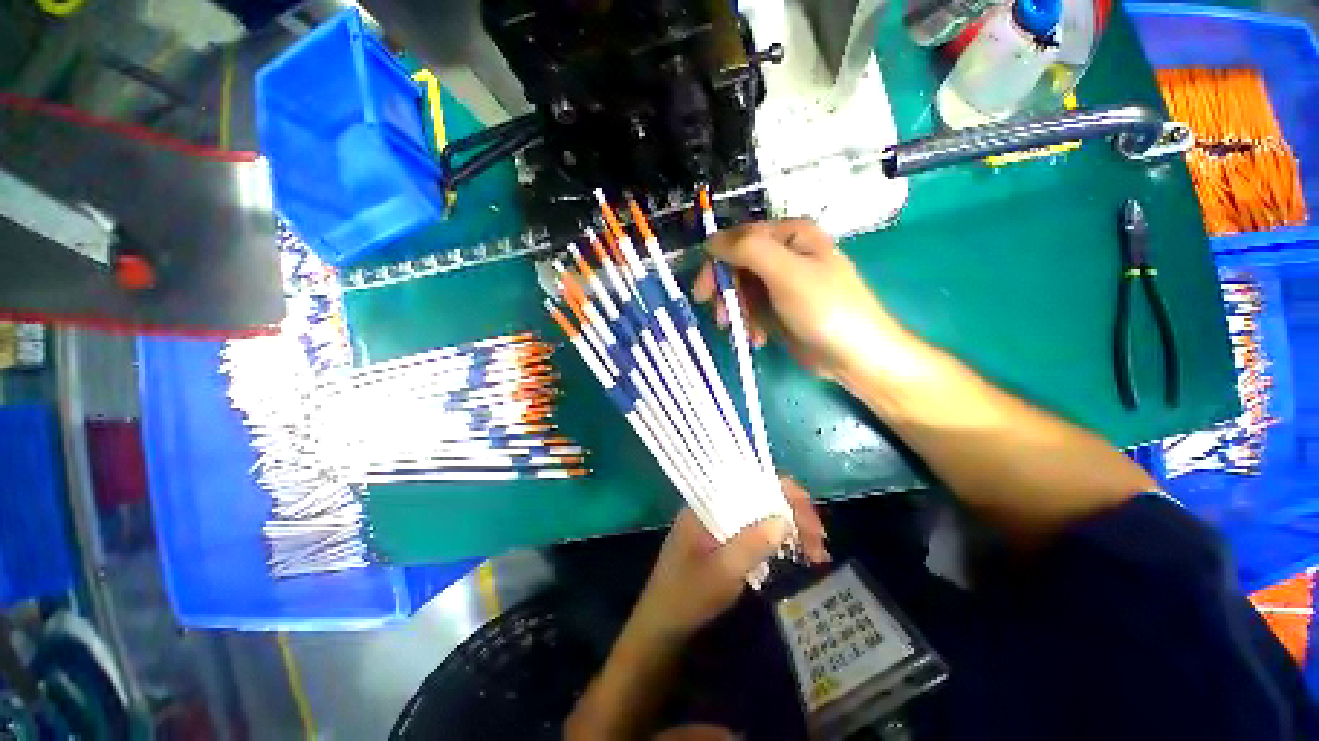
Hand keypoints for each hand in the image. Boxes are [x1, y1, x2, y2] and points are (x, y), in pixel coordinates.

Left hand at [629, 478, 829, 641]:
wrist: (664, 623)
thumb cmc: (688, 595)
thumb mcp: (722, 572)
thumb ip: (751, 543)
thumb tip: (785, 519)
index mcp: (708, 501)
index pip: (751, 479)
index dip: (785, 492)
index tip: (811, 519)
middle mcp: (716, 503)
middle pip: (762, 494)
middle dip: (795, 514)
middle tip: (820, 544)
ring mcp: (722, 520)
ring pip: (764, 512)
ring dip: (792, 527)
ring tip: (817, 553)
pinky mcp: (727, 536)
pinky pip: (758, 528)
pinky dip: (780, 539)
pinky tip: (798, 554)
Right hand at [694, 219, 900, 379]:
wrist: (854, 355)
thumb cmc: (824, 308)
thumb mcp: (786, 273)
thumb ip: (747, 250)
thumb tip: (710, 241)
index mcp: (790, 235)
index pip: (739, 238)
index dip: (717, 262)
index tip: (704, 292)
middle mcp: (784, 254)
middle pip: (737, 266)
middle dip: (727, 293)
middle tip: (720, 317)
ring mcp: (781, 283)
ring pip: (741, 290)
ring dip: (737, 312)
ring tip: (744, 332)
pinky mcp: (779, 308)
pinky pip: (752, 309)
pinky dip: (750, 324)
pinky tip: (758, 339)